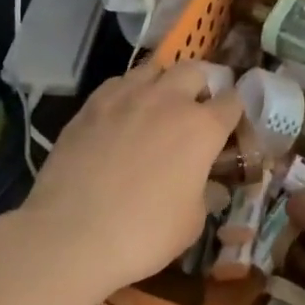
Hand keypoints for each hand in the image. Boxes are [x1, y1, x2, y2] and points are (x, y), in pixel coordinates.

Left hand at [20, 60, 241, 299]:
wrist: (70, 235)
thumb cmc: (143, 234)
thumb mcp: (191, 223)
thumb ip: (206, 194)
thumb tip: (210, 186)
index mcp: (203, 127)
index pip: (233, 102)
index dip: (234, 113)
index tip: (229, 127)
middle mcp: (169, 99)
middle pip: (195, 71)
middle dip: (200, 87)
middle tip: (193, 112)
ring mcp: (128, 96)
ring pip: (155, 69)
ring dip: (163, 83)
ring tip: (157, 106)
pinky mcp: (93, 104)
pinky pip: (119, 83)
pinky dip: (128, 93)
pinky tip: (121, 115)